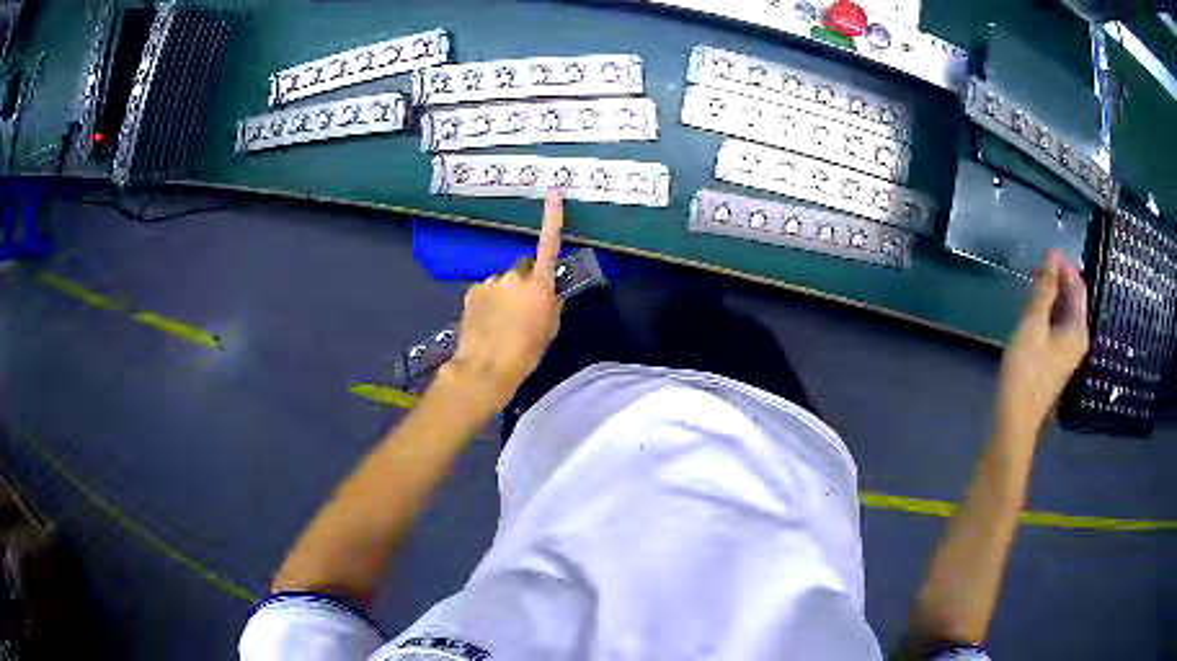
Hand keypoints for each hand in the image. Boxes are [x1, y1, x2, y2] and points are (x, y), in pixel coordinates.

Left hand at [443, 189, 564, 411]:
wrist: (484, 368)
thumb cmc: (525, 353)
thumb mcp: (549, 330)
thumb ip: (552, 305)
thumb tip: (550, 293)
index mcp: (539, 285)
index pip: (549, 244)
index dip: (552, 217)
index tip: (553, 192)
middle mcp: (514, 276)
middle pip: (525, 269)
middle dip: (526, 281)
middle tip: (524, 309)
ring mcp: (490, 281)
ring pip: (504, 281)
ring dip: (506, 294)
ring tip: (503, 322)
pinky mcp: (473, 290)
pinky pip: (487, 290)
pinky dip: (489, 301)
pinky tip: (488, 322)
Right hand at [994, 250, 1088, 437]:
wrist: (1015, 419)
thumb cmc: (1026, 371)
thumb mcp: (1033, 324)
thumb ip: (1044, 289)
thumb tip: (1052, 258)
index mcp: (1078, 329)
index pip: (1078, 286)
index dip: (1063, 266)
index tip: (1044, 252)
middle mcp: (1078, 339)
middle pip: (1072, 300)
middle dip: (1056, 280)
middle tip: (1035, 267)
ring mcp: (1068, 353)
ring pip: (1063, 313)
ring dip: (1050, 296)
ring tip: (1031, 286)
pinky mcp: (1056, 361)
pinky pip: (1057, 327)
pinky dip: (1047, 313)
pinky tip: (1032, 312)